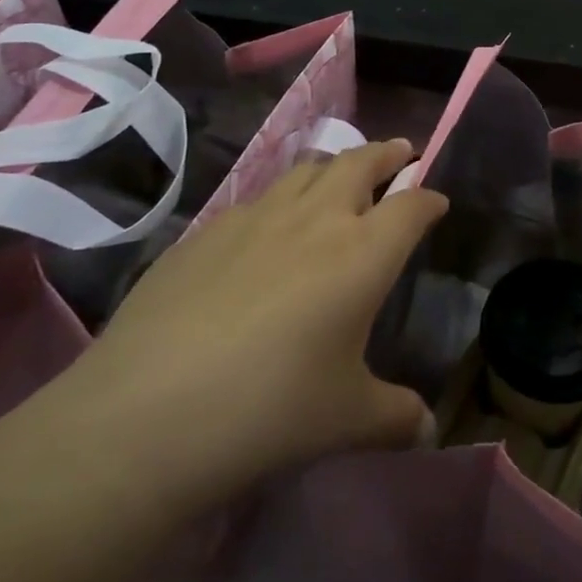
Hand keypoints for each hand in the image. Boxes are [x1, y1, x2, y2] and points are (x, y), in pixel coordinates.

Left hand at [12, 140, 445, 533]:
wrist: (144, 416)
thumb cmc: (269, 411)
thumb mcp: (347, 420)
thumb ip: (396, 416)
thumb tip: (427, 428)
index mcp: (362, 254)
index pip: (411, 206)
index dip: (429, 199)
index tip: (437, 202)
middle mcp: (314, 220)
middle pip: (359, 163)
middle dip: (386, 154)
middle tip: (399, 153)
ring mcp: (253, 219)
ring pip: (305, 171)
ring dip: (333, 167)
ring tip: (339, 178)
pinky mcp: (204, 233)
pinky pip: (257, 200)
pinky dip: (280, 199)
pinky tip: (267, 230)